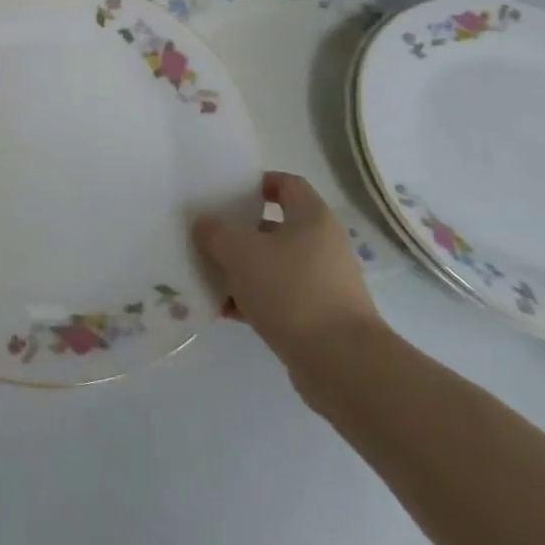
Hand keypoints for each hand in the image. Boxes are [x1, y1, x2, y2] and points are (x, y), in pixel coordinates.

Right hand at [195, 171, 382, 368]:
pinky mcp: (315, 316)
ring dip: (239, 269)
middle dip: (237, 232)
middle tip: (205, 236)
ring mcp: (320, 282)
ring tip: (204, 275)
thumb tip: (205, 225)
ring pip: (271, 265)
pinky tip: (221, 309)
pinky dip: (249, 300)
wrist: (340, 361)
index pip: (286, 184)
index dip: (256, 183)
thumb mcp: (240, 252)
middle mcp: (321, 245)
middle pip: (273, 227)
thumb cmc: (291, 290)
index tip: (225, 192)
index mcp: (311, 218)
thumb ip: (216, 232)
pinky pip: (275, 297)